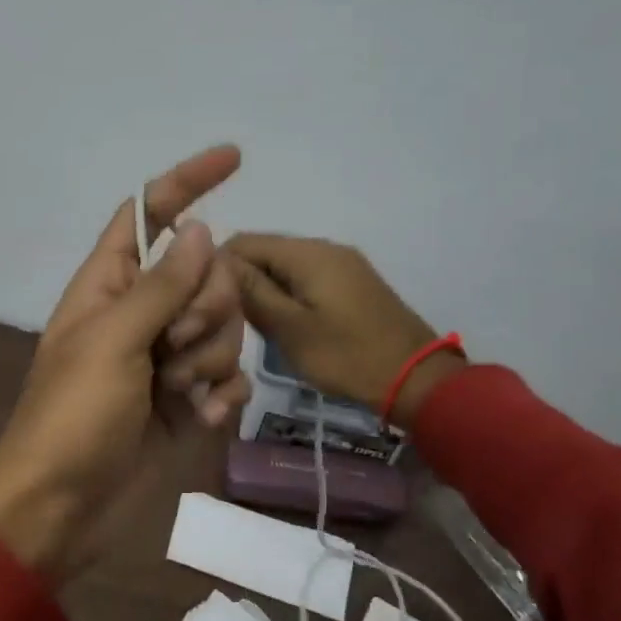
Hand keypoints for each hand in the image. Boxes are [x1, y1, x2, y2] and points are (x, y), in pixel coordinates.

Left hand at [0, 147, 249, 583]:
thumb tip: (200, 230)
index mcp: (108, 284)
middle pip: (203, 271)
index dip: (185, 181)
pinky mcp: (185, 399)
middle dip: (205, 305)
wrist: (62, 510)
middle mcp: (139, 312)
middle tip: (173, 344)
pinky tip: (203, 417)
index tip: (234, 157)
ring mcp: (164, 357)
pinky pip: (228, 375)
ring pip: (222, 325)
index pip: (147, 213)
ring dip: (209, 357)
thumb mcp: (112, 342)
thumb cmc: (73, 418)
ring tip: (176, 392)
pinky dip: (222, 394)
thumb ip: (161, 286)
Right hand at [223, 234, 464, 428]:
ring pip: (282, 267)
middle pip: (263, 252)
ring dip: (262, 291)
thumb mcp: (290, 328)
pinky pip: (304, 279)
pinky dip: (285, 297)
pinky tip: (282, 326)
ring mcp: (341, 265)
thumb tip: (215, 260)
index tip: (203, 304)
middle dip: (239, 281)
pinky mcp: (351, 284)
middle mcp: (323, 248)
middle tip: (226, 321)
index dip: (216, 268)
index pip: (242, 241)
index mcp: (307, 253)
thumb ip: (251, 291)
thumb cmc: (347, 356)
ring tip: (251, 327)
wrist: (417, 379)